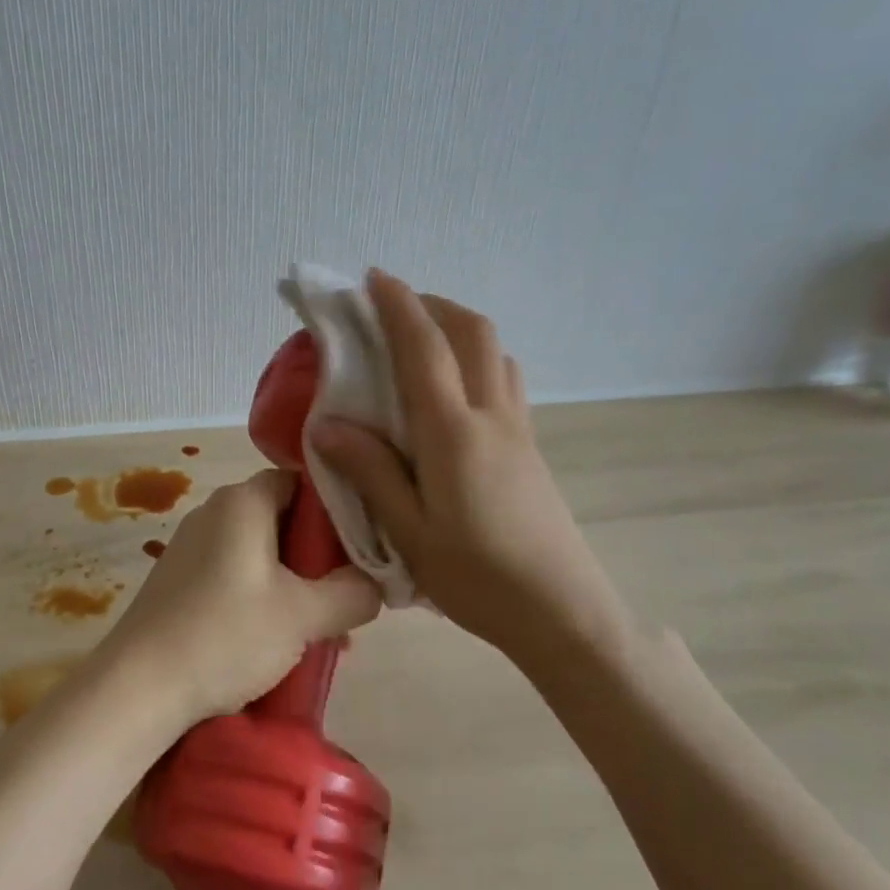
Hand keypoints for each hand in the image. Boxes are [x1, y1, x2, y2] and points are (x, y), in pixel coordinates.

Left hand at [99, 470, 382, 725]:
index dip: (336, 509)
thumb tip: (374, 584)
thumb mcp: (304, 616)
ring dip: (293, 584)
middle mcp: (213, 512)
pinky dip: (261, 598)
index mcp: (243, 501)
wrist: (138, 688)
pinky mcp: (177, 581)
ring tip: (319, 630)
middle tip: (345, 595)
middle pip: (282, 519)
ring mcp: (190, 547)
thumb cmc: (226, 635)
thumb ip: (353, 592)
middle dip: (318, 557)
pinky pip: (234, 576)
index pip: (301, 481)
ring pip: (260, 553)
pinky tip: (275, 641)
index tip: (360, 547)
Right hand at [312, 271, 637, 666]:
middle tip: (395, 307)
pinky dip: (477, 358)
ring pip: (495, 352)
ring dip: (459, 328)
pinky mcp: (530, 447)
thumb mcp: (410, 532)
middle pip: (471, 332)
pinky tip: (455, 388)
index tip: (374, 278)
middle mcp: (491, 416)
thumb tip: (328, 424)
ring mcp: (518, 429)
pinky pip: (506, 379)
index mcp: (453, 433)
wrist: (561, 610)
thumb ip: (371, 471)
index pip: (424, 348)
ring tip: (423, 340)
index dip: (399, 306)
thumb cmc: (477, 577)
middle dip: (433, 304)